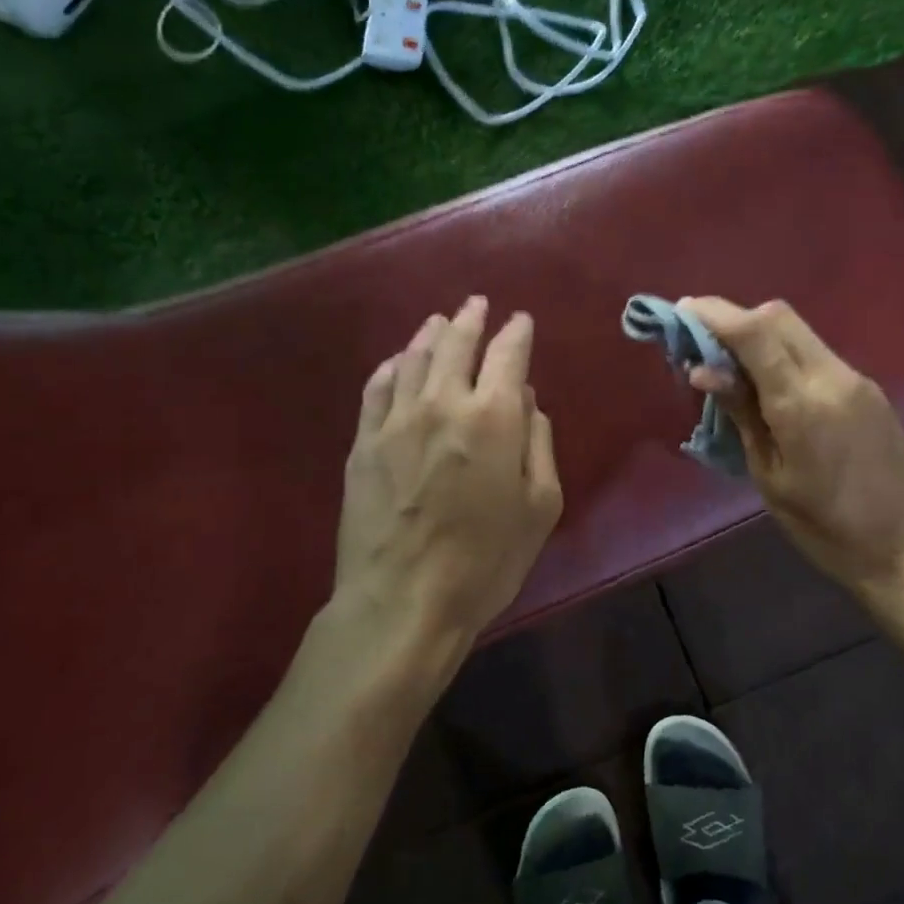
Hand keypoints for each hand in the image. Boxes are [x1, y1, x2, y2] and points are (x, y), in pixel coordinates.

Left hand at [333, 297, 562, 667]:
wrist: (403, 600)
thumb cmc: (485, 561)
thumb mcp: (540, 507)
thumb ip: (538, 444)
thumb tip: (527, 403)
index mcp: (493, 417)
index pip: (507, 355)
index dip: (516, 332)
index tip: (520, 320)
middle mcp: (443, 403)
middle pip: (455, 343)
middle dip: (471, 319)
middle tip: (477, 303)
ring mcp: (396, 420)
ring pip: (412, 359)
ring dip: (429, 334)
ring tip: (439, 323)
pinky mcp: (363, 443)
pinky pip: (376, 389)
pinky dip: (389, 368)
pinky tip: (395, 362)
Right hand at [681, 297, 903, 595]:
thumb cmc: (826, 529)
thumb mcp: (770, 477)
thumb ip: (741, 415)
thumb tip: (703, 371)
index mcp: (803, 403)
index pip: (754, 332)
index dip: (714, 314)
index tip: (680, 311)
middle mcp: (833, 377)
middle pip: (778, 315)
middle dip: (734, 317)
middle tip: (699, 339)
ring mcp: (856, 379)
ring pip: (798, 331)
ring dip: (757, 334)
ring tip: (726, 364)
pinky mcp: (868, 390)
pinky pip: (815, 353)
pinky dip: (782, 353)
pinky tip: (766, 384)